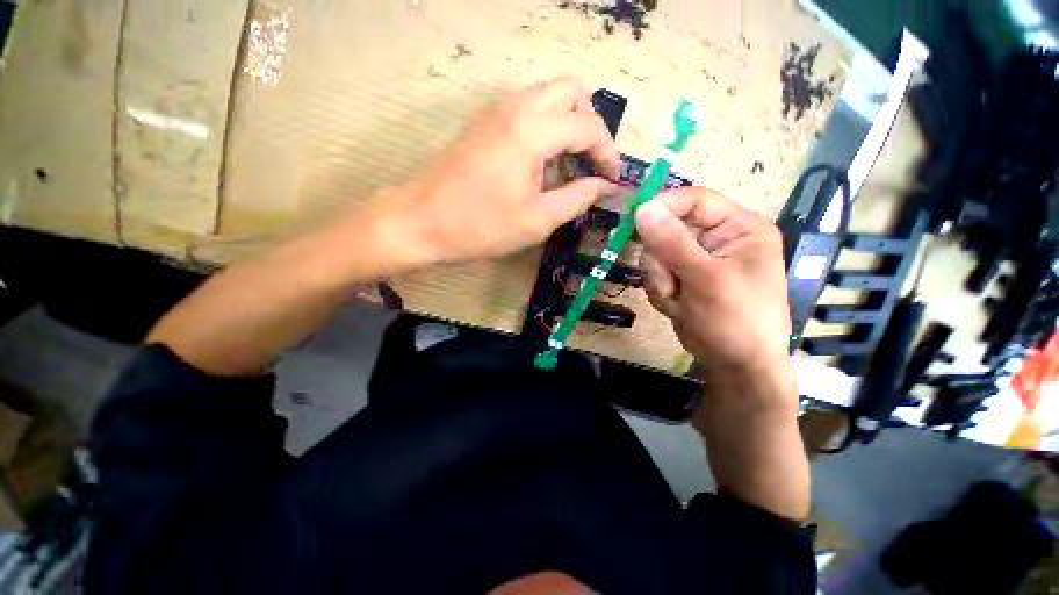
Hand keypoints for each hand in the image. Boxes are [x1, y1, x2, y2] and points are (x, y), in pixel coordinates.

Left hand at [381, 80, 620, 263]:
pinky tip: (542, 163)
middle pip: (571, 92)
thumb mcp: (537, 220)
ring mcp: (496, 110)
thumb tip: (604, 186)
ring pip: (549, 97)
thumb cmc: (480, 226)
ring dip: (568, 124)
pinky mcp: (484, 122)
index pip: (588, 126)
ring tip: (569, 166)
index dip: (608, 152)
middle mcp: (516, 106)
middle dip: (590, 125)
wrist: (421, 220)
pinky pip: (528, 110)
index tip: (613, 179)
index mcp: (533, 130)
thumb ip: (577, 198)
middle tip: (591, 162)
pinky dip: (546, 128)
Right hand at [635, 188, 792, 389]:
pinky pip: (655, 272)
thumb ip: (673, 243)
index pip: (695, 200)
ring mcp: (697, 259)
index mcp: (739, 227)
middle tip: (671, 283)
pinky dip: (659, 290)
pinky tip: (676, 306)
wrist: (735, 366)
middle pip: (669, 228)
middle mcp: (717, 238)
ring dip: (660, 279)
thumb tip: (642, 209)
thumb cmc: (735, 321)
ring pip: (656, 253)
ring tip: (678, 300)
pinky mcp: (682, 276)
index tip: (637, 221)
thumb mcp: (706, 280)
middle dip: (662, 259)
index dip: (665, 206)